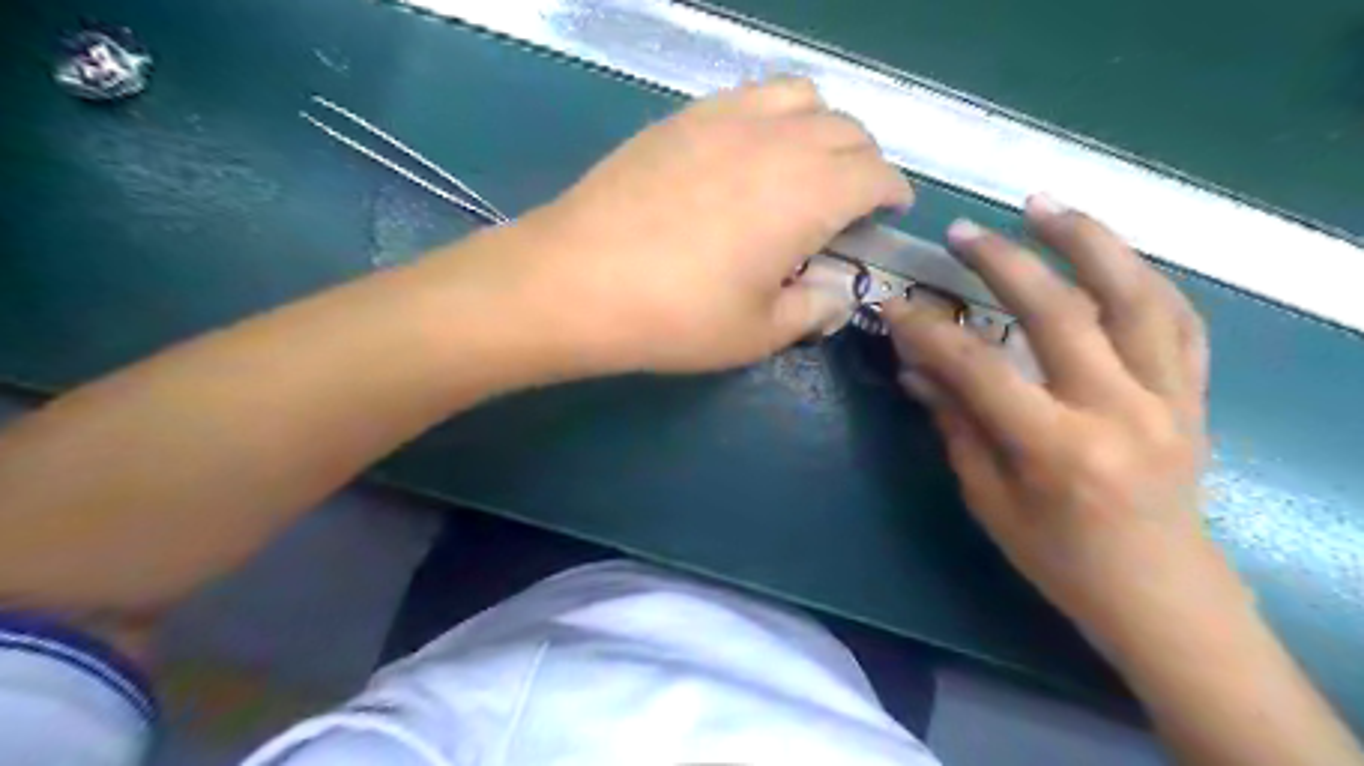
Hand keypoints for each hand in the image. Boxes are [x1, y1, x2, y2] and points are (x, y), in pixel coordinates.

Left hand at [492, 78, 915, 374]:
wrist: (577, 281)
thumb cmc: (676, 317)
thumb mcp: (758, 333)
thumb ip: (813, 310)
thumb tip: (836, 296)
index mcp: (809, 196)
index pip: (877, 174)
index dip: (892, 192)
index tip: (889, 212)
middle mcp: (779, 142)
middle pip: (847, 130)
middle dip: (864, 163)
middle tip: (849, 200)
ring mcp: (727, 119)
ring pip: (802, 98)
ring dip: (822, 128)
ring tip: (806, 166)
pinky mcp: (684, 116)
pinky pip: (750, 95)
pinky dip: (774, 115)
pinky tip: (752, 151)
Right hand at [886, 197, 1226, 653]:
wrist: (1162, 595)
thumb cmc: (1060, 559)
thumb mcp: (989, 499)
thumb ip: (955, 425)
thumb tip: (915, 367)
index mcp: (1057, 449)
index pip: (979, 368)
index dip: (929, 331)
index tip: (894, 304)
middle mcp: (1119, 410)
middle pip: (1059, 312)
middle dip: (1003, 263)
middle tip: (963, 231)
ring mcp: (1169, 397)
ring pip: (1136, 295)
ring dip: (1088, 240)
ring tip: (1044, 204)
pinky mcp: (1194, 394)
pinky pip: (1178, 319)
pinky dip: (1142, 277)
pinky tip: (1110, 254)